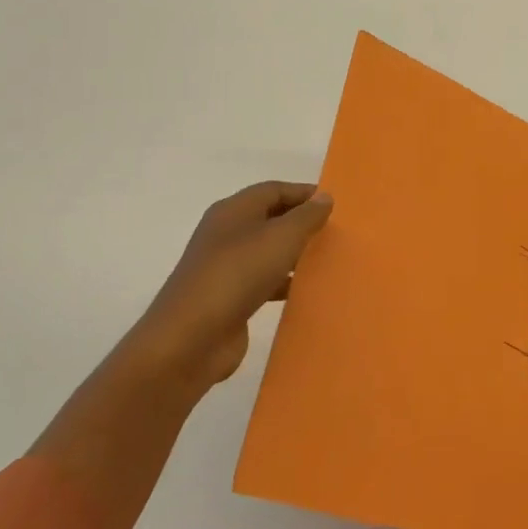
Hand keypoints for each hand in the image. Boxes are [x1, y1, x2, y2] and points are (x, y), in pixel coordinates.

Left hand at [136, 181, 332, 387]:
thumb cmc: (237, 274)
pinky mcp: (229, 299)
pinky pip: (264, 282)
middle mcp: (226, 234)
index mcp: (233, 211)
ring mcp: (225, 268)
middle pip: (270, 218)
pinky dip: (285, 282)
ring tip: (328, 259)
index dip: (304, 193)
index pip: (273, 190)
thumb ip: (306, 216)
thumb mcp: (280, 237)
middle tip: (336, 231)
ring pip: (268, 251)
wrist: (190, 338)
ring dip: (296, 253)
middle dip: (302, 222)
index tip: (336, 203)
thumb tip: (324, 197)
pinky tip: (306, 290)